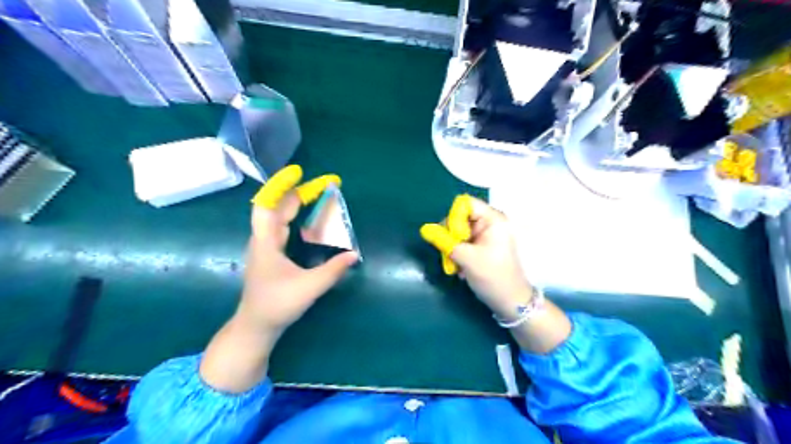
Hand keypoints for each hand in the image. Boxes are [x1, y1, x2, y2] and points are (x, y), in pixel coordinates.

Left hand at [202, 165, 356, 392]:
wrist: (257, 326)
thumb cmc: (277, 305)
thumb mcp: (309, 287)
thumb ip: (333, 270)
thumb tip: (354, 254)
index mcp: (266, 242)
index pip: (267, 205)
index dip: (280, 186)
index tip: (298, 173)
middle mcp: (263, 240)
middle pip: (277, 207)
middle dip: (299, 192)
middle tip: (324, 185)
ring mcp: (266, 247)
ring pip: (279, 216)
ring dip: (297, 203)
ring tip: (319, 196)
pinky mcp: (271, 254)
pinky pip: (283, 227)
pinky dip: (296, 217)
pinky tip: (309, 220)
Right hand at [417, 196, 533, 320]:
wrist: (510, 302)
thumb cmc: (493, 277)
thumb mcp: (467, 258)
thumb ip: (444, 241)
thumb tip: (424, 229)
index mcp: (492, 220)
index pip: (465, 204)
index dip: (453, 217)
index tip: (451, 236)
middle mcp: (489, 223)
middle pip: (459, 218)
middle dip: (451, 236)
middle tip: (449, 253)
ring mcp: (485, 236)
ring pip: (458, 233)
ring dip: (453, 248)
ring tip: (456, 265)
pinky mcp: (481, 247)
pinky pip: (462, 244)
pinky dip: (458, 254)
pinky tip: (461, 269)